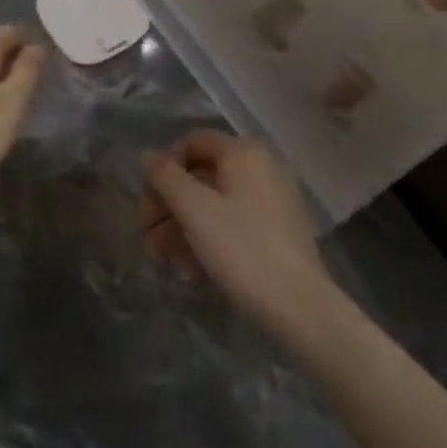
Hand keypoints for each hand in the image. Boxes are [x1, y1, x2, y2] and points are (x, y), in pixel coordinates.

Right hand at [142, 131, 336, 333]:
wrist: (298, 305)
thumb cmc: (241, 247)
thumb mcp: (194, 209)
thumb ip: (165, 176)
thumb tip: (148, 155)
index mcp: (244, 152)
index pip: (192, 142)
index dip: (164, 169)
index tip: (148, 204)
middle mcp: (261, 167)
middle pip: (201, 175)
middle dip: (169, 206)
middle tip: (148, 238)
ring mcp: (272, 199)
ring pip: (214, 202)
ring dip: (182, 226)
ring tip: (165, 259)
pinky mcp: (277, 229)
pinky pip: (232, 221)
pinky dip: (207, 238)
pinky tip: (191, 269)